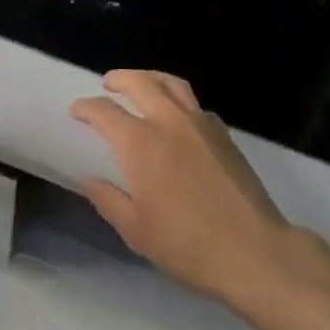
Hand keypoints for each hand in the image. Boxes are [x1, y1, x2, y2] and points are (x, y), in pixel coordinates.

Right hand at [71, 69, 311, 305]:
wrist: (253, 251)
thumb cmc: (187, 245)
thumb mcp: (136, 231)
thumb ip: (107, 199)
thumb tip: (87, 178)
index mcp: (140, 143)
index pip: (105, 112)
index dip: (86, 107)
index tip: (76, 111)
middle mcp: (168, 122)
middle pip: (139, 82)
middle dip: (119, 79)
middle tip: (108, 84)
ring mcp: (200, 124)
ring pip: (171, 83)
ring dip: (150, 78)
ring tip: (142, 85)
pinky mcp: (224, 134)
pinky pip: (196, 104)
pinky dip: (179, 101)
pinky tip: (178, 118)